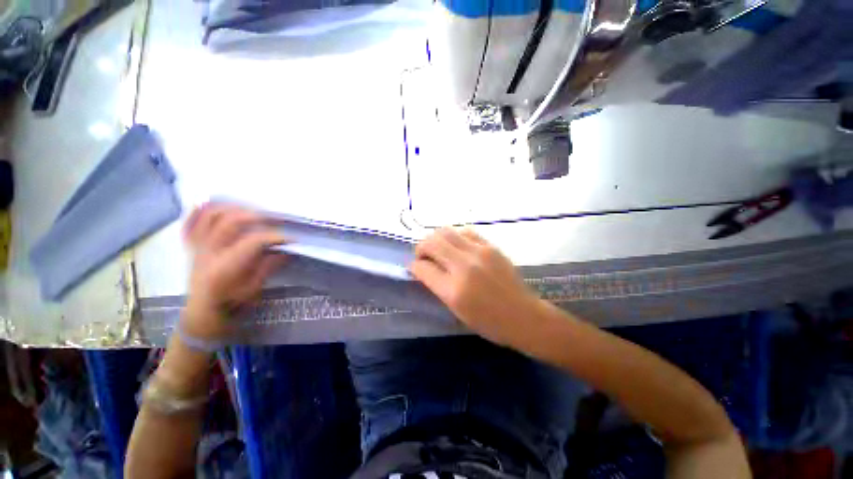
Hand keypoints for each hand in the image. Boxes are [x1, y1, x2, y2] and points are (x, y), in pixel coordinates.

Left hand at [181, 204, 287, 339]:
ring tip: (250, 209)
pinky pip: (190, 223)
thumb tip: (287, 250)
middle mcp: (208, 252)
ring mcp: (198, 247)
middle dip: (255, 216)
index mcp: (225, 267)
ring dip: (231, 208)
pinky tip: (213, 204)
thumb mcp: (254, 288)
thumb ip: (269, 266)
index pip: (253, 241)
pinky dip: (199, 211)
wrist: (203, 313)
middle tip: (273, 218)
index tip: (291, 238)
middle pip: (229, 222)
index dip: (275, 237)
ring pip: (209, 216)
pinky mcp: (193, 246)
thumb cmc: (231, 303)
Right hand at [410, 228, 541, 346]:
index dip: (414, 266)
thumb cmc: (489, 322)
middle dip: (421, 248)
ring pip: (446, 231)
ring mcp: (479, 252)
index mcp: (454, 290)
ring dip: (436, 239)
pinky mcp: (491, 246)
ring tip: (439, 250)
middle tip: (424, 257)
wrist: (524, 316)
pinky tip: (458, 247)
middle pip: (431, 242)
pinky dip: (455, 237)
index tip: (415, 268)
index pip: (422, 267)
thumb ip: (437, 286)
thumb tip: (422, 269)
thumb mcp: (457, 311)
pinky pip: (465, 232)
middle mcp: (465, 266)